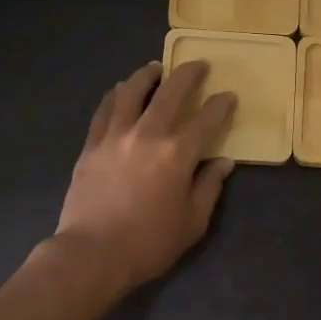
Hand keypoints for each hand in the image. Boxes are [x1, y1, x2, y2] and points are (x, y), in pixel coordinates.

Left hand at [53, 60, 236, 290]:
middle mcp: (148, 134)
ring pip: (132, 92)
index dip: (221, 105)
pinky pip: (104, 110)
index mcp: (178, 153)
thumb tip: (224, 163)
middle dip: (188, 75)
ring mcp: (115, 136)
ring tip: (154, 68)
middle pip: (170, 93)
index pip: (207, 119)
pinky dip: (115, 96)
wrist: (93, 253)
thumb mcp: (192, 222)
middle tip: (197, 65)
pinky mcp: (91, 145)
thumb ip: (209, 187)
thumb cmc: (149, 243)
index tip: (229, 96)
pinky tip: (119, 90)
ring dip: (146, 75)